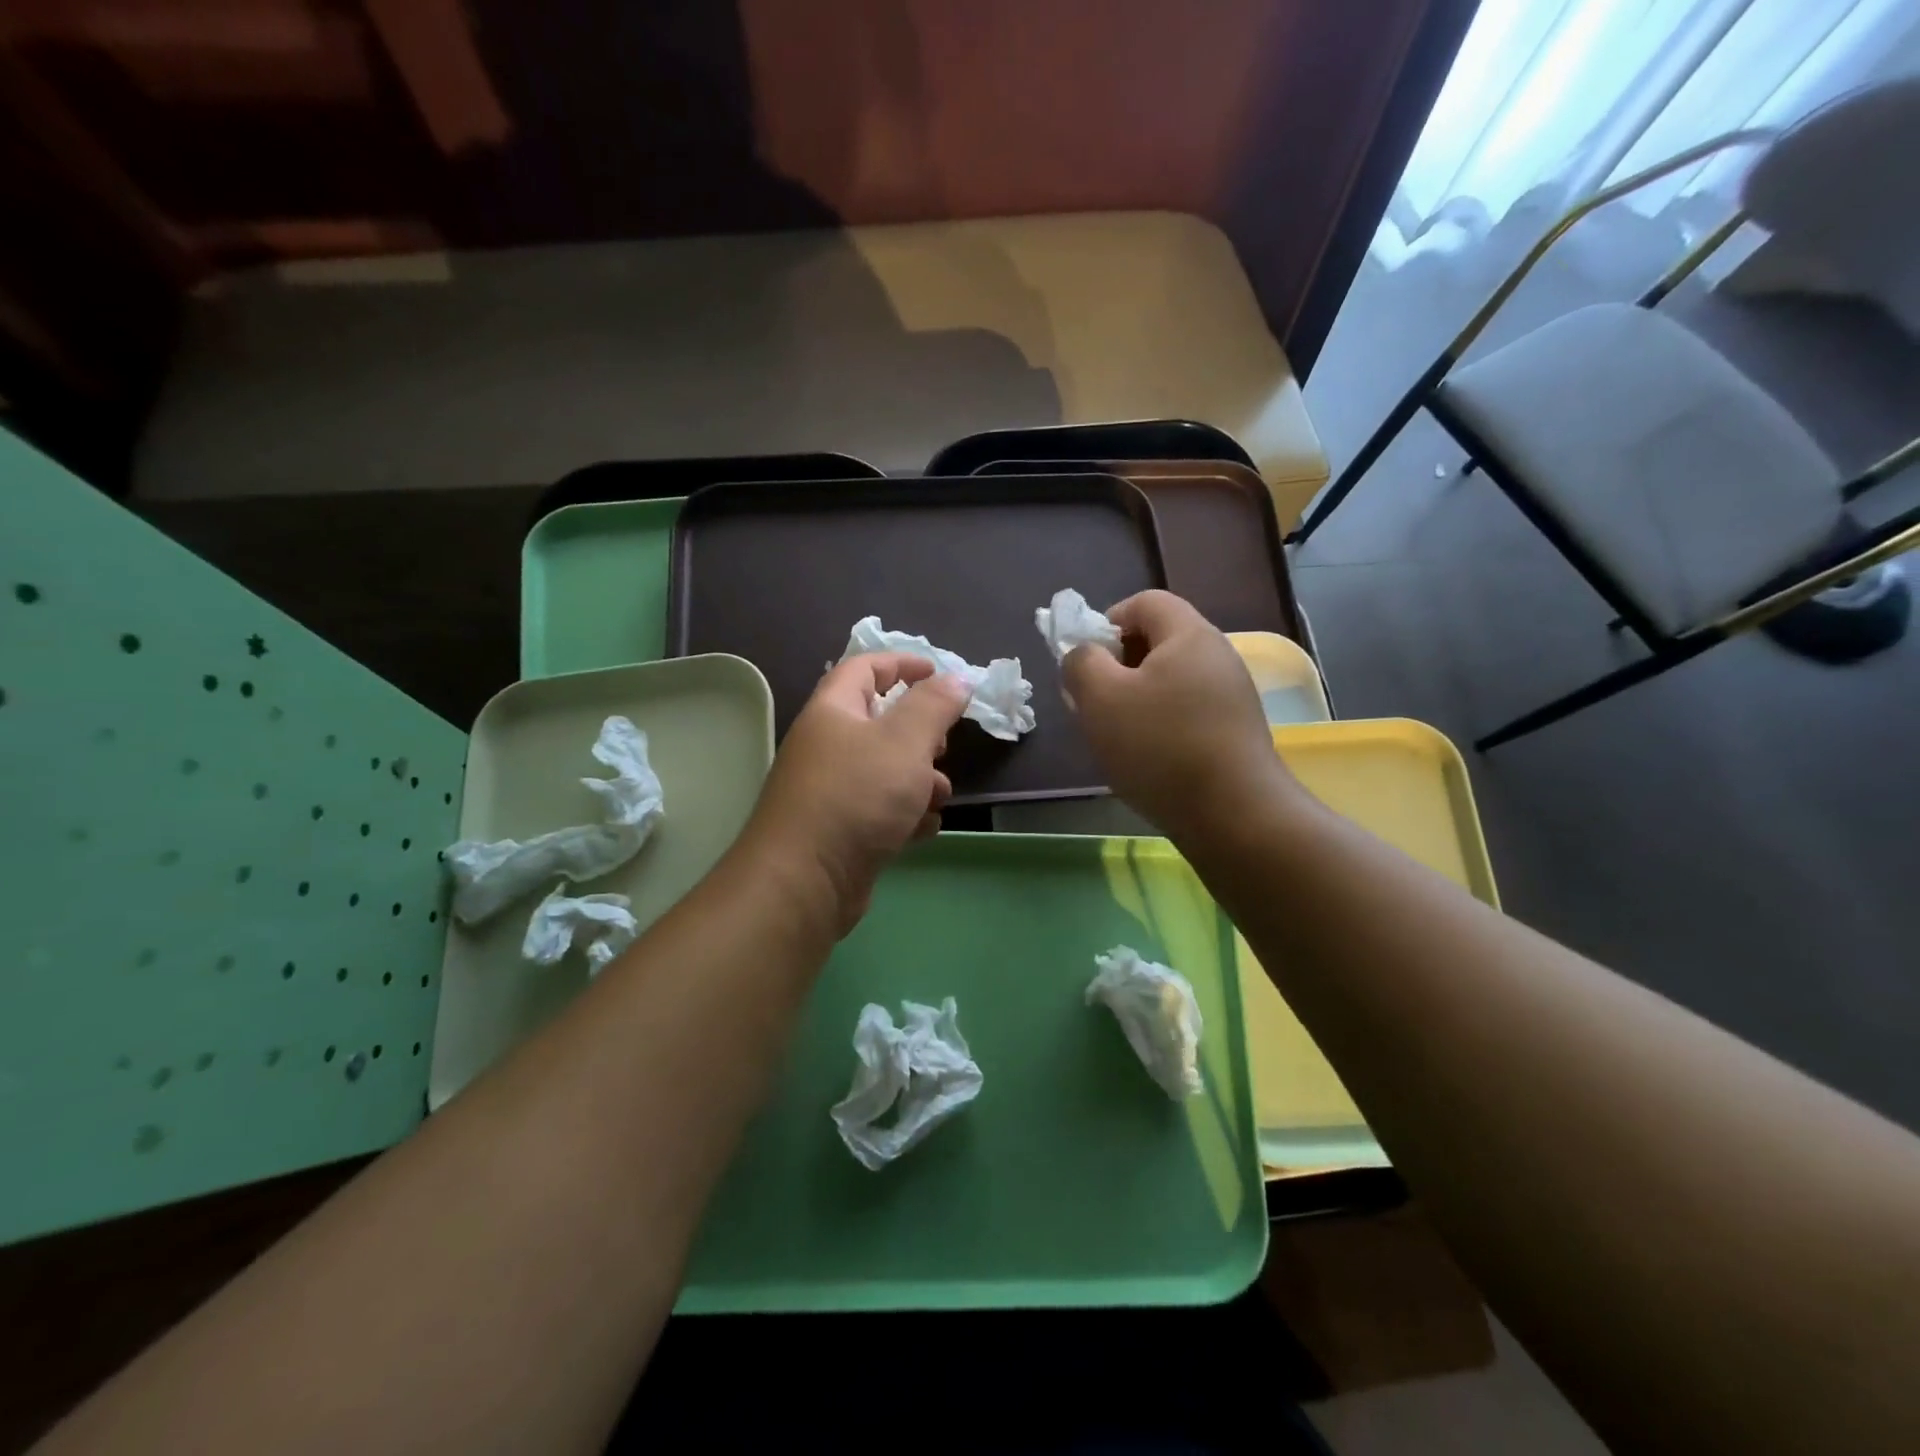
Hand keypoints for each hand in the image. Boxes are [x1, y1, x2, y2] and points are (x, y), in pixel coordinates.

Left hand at [742, 653, 969, 934]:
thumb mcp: (904, 741)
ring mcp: (831, 790)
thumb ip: (934, 706)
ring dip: (920, 780)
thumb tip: (957, 679)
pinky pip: (880, 810)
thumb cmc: (856, 797)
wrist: (804, 881)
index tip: (939, 672)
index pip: (864, 668)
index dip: (902, 663)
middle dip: (920, 733)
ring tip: (938, 797)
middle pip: (880, 722)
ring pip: (886, 771)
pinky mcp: (840, 829)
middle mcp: (827, 745)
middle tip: (942, 746)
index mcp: (834, 711)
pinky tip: (922, 831)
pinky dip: (905, 815)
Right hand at [1061, 590, 1292, 840]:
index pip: (1145, 602)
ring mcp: (1233, 695)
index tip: (1087, 662)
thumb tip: (1083, 654)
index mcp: (1188, 634)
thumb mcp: (1100, 698)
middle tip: (1094, 702)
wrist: (1234, 815)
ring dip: (1136, 700)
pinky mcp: (1236, 731)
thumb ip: (1081, 663)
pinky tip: (1148, 758)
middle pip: (1158, 641)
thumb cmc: (1161, 746)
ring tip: (1115, 736)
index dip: (1108, 621)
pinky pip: (1187, 711)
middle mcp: (1218, 655)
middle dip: (1118, 666)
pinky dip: (1161, 724)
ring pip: (1170, 681)